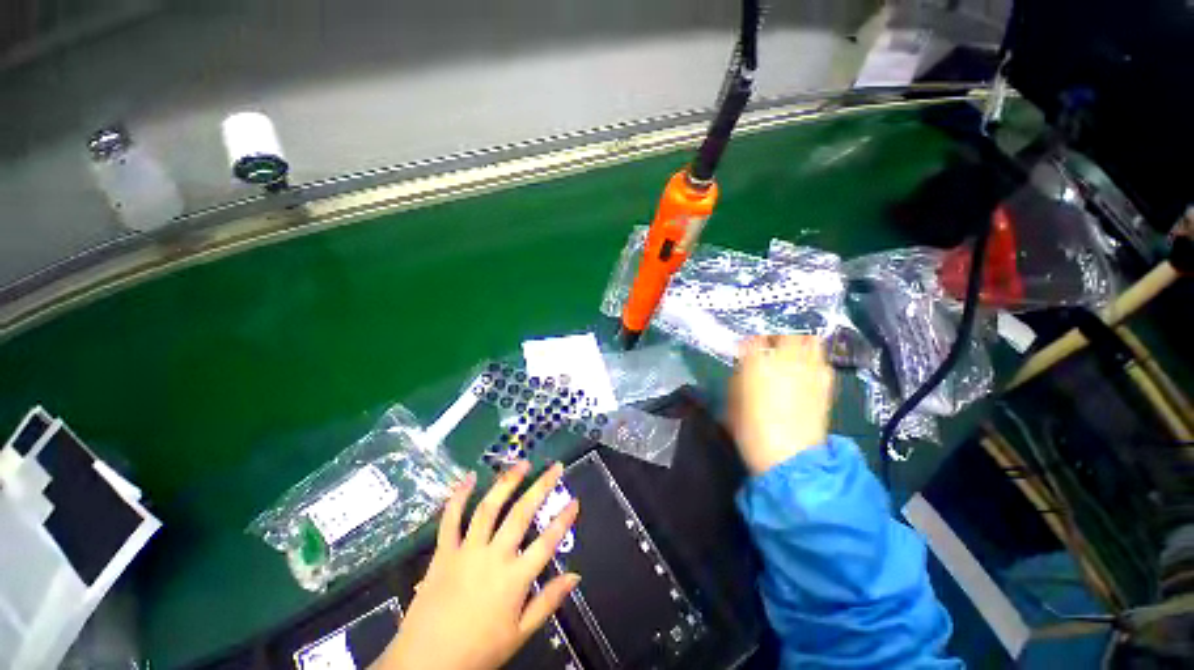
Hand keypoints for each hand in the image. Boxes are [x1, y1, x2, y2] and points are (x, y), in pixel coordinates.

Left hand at [376, 462, 580, 669]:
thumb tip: (575, 576)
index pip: (547, 542)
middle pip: (522, 514)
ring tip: (522, 464)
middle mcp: (493, 556)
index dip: (564, 520)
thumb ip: (548, 602)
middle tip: (555, 467)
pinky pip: (450, 519)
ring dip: (507, 482)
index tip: (575, 500)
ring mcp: (466, 551)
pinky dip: (459, 496)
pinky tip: (469, 477)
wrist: (424, 665)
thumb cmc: (477, 651)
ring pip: (489, 508)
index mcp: (514, 579)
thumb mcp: (520, 634)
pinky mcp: (443, 552)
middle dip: (541, 487)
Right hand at [729, 335, 834, 474]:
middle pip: (786, 334)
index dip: (749, 343)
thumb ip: (738, 379)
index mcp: (757, 362)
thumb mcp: (733, 403)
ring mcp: (809, 370)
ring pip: (810, 342)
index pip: (754, 339)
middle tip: (770, 347)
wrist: (790, 456)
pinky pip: (823, 362)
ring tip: (792, 354)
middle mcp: (785, 359)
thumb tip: (743, 370)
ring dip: (800, 344)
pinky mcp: (826, 384)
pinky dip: (815, 362)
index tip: (744, 350)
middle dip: (777, 337)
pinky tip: (807, 373)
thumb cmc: (752, 430)